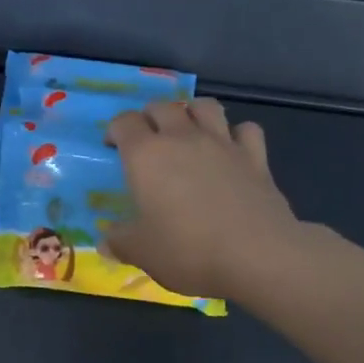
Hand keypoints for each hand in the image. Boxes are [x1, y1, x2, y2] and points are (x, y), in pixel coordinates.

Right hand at [103, 98, 298, 301]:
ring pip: (204, 106)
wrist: (257, 256)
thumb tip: (106, 241)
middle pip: (162, 106)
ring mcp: (222, 143)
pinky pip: (246, 129)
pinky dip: (236, 133)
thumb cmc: (187, 250)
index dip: (115, 130)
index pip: (124, 122)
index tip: (113, 148)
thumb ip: (120, 242)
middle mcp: (182, 138)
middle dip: (149, 117)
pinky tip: (231, 149)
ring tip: (187, 132)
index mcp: (146, 155)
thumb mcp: (141, 252)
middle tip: (147, 140)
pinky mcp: (255, 157)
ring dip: (191, 112)